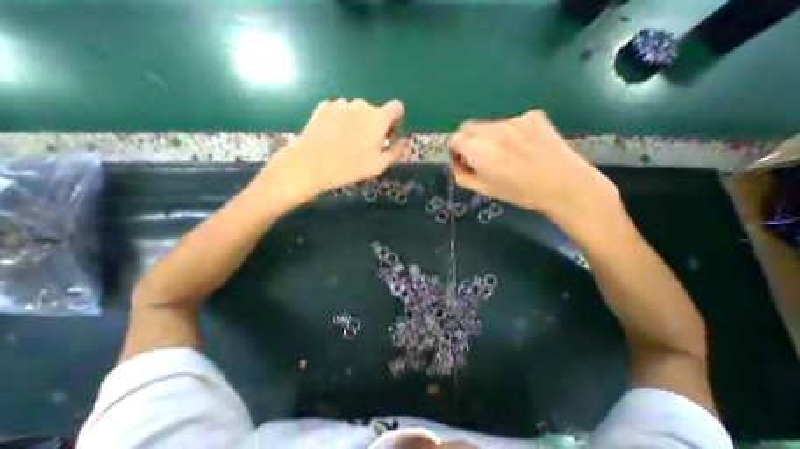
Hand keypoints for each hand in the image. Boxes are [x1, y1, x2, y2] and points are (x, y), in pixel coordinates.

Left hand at [255, 99, 405, 208]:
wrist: (312, 164)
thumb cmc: (351, 166)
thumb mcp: (379, 164)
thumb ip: (396, 151)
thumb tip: (404, 142)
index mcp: (378, 117)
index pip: (397, 107)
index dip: (396, 120)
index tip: (388, 135)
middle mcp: (361, 105)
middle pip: (375, 111)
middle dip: (376, 125)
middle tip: (367, 145)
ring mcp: (340, 104)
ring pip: (356, 111)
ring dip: (357, 123)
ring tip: (347, 142)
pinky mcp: (323, 107)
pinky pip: (339, 111)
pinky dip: (341, 120)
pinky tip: (333, 136)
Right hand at [449, 110, 616, 227]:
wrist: (562, 184)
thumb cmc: (518, 192)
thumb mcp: (483, 189)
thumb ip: (462, 176)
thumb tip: (457, 166)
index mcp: (478, 149)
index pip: (454, 139)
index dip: (454, 151)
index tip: (462, 161)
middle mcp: (492, 130)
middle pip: (468, 127)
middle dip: (467, 141)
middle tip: (477, 156)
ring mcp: (514, 120)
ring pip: (489, 125)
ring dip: (488, 137)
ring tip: (504, 154)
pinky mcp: (532, 116)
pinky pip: (511, 123)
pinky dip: (509, 133)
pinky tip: (522, 147)